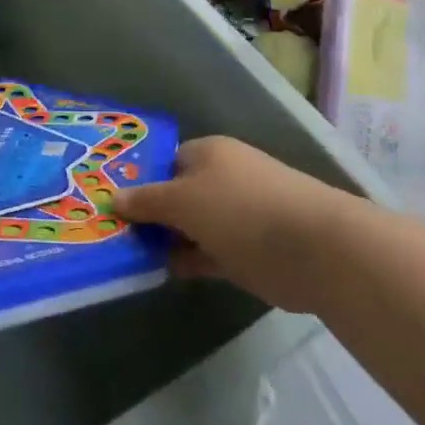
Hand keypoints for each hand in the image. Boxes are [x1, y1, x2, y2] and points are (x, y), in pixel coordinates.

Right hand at [111, 136, 352, 313]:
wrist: (315, 250)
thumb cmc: (241, 210)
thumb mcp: (183, 201)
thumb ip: (147, 201)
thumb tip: (113, 197)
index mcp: (209, 154)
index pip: (165, 161)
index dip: (139, 180)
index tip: (109, 203)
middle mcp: (223, 179)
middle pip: (176, 194)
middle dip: (148, 213)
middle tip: (110, 233)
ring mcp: (237, 216)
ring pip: (190, 226)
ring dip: (165, 240)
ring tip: (126, 255)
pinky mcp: (248, 251)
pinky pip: (206, 252)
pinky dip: (186, 260)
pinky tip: (159, 271)